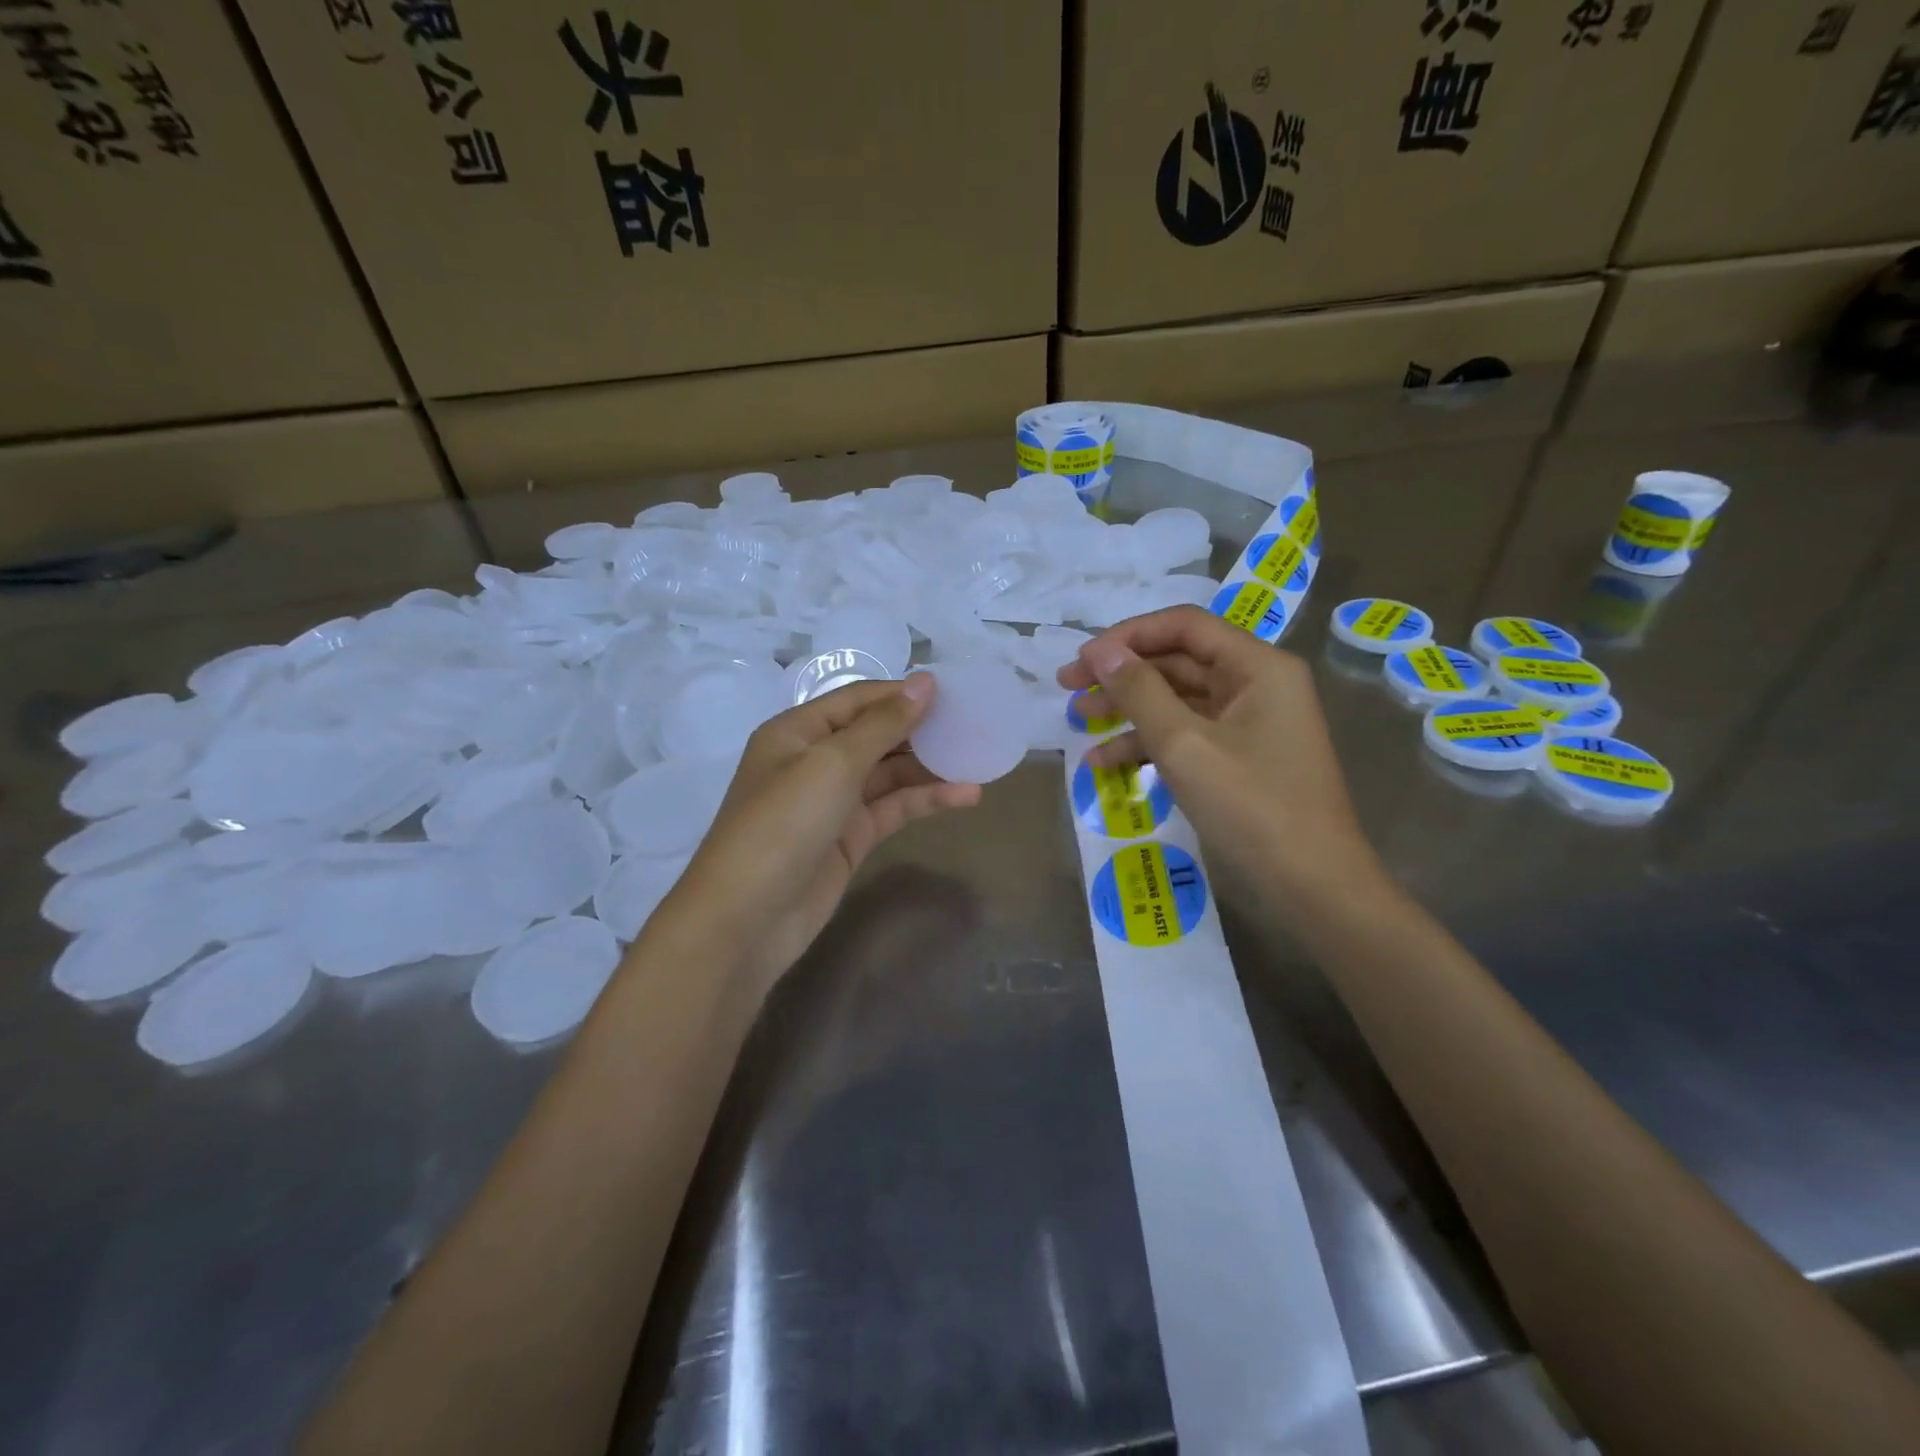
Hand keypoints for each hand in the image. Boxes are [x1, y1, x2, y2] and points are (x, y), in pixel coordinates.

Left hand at [658, 674, 980, 997]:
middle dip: (922, 729)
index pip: (859, 699)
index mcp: (798, 731)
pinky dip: (926, 800)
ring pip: (890, 773)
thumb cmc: (783, 823)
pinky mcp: (851, 837)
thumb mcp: (832, 763)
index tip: (955, 692)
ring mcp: (834, 801)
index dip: (904, 693)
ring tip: (979, 758)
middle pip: (876, 734)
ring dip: (931, 766)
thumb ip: (882, 724)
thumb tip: (925, 682)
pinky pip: (893, 808)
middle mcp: (815, 760)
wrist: (748, 917)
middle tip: (974, 724)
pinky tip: (965, 795)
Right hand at [1056, 606, 1380, 912]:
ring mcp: (1249, 724)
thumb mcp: (1184, 745)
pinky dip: (1148, 745)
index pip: (1184, 625)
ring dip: (1128, 709)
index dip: (1128, 636)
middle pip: (1178, 661)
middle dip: (1122, 674)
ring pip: (1178, 700)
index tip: (1083, 660)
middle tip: (1068, 687)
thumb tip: (1101, 651)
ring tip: (1079, 723)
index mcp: (1257, 667)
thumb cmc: (1252, 806)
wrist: (1313, 887)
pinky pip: (1187, 736)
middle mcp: (1256, 685)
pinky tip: (1106, 764)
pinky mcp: (1239, 759)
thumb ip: (1139, 691)